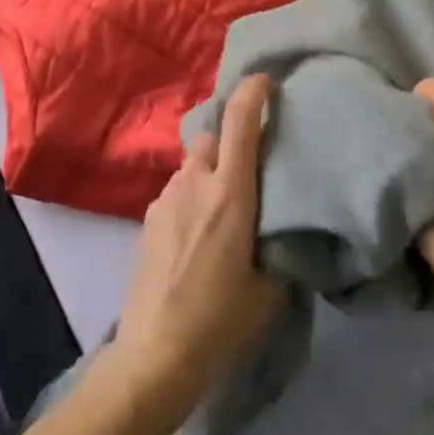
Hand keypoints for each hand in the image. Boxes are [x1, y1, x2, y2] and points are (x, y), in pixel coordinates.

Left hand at [107, 76, 283, 424]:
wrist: (155, 354)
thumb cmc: (221, 321)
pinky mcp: (148, 219)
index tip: (264, 80)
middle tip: (249, 162)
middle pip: (210, 137)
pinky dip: (192, 194)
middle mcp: (194, 185)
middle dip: (229, 138)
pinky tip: (198, 231)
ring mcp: (165, 200)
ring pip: (191, 164)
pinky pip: (177, 190)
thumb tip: (284, 228)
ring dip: (209, 170)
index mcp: (230, 195)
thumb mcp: (270, 288)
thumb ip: (279, 246)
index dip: (252, 94)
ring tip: (224, 202)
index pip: (239, 125)